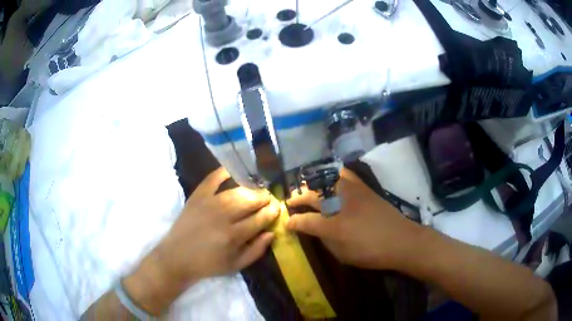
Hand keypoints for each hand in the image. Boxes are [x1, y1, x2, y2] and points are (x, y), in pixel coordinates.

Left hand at [123, 168, 277, 314]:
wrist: (177, 257)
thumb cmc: (208, 264)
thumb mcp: (235, 265)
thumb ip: (256, 250)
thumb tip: (271, 233)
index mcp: (233, 236)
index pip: (259, 219)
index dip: (271, 212)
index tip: (277, 208)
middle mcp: (222, 217)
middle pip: (249, 201)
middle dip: (263, 198)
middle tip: (268, 198)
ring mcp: (208, 204)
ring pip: (235, 191)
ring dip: (249, 189)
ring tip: (256, 190)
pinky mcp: (196, 197)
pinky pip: (211, 180)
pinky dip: (222, 172)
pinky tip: (232, 171)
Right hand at [286, 168, 419, 270]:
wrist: (400, 240)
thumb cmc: (369, 251)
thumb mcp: (341, 252)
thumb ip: (322, 238)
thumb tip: (308, 228)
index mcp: (331, 224)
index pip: (304, 220)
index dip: (293, 221)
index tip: (287, 222)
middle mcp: (338, 202)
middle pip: (311, 194)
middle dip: (298, 198)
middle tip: (292, 202)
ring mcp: (351, 190)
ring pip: (325, 180)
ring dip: (312, 185)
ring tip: (308, 190)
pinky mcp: (363, 186)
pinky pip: (344, 174)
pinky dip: (333, 175)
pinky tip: (331, 179)